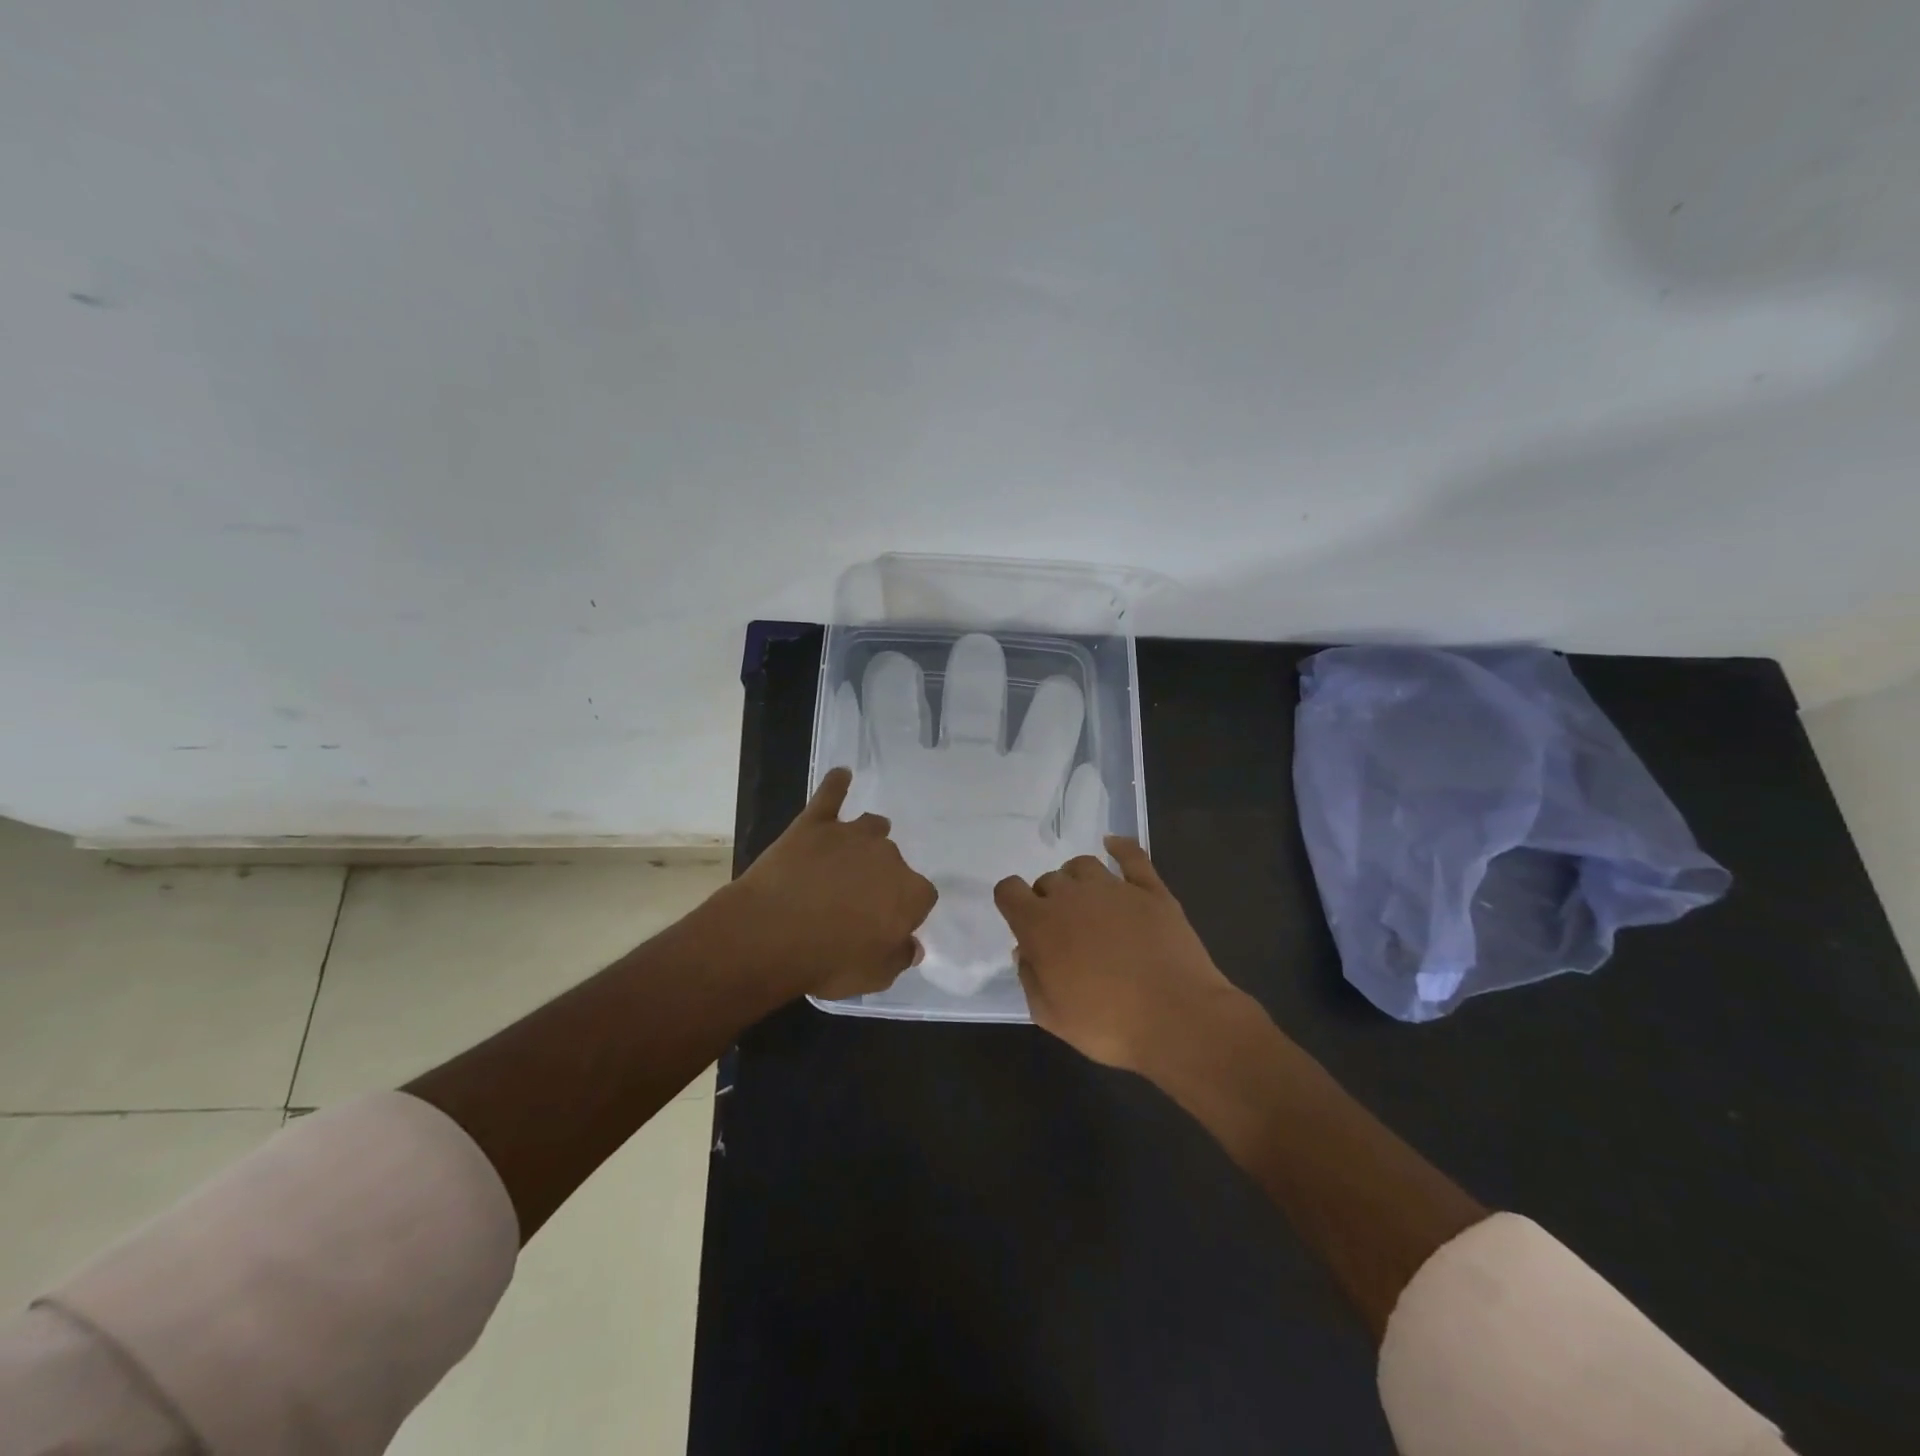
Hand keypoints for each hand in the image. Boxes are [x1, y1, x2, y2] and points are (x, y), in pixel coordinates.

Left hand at [726, 767, 938, 1001]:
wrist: (771, 933)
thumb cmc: (828, 961)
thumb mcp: (874, 976)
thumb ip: (899, 957)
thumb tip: (912, 945)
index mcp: (909, 893)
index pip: (922, 897)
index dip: (904, 911)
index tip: (885, 924)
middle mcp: (889, 856)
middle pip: (894, 861)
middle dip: (881, 877)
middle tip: (855, 900)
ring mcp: (851, 834)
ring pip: (872, 826)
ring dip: (867, 838)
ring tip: (852, 851)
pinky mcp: (815, 822)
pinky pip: (831, 794)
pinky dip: (837, 784)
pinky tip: (842, 775)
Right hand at [994, 838, 1246, 1072]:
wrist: (1177, 1019)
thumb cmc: (1107, 1025)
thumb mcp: (1051, 1015)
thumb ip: (1030, 978)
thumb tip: (1027, 951)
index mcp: (1040, 925)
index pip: (1009, 890)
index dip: (1011, 902)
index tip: (1021, 920)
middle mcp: (1072, 896)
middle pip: (1048, 880)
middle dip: (1049, 900)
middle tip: (1065, 931)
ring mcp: (1114, 888)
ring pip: (1083, 865)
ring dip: (1078, 880)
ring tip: (1089, 903)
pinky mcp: (1151, 890)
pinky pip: (1131, 855)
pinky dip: (1120, 847)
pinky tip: (1114, 845)